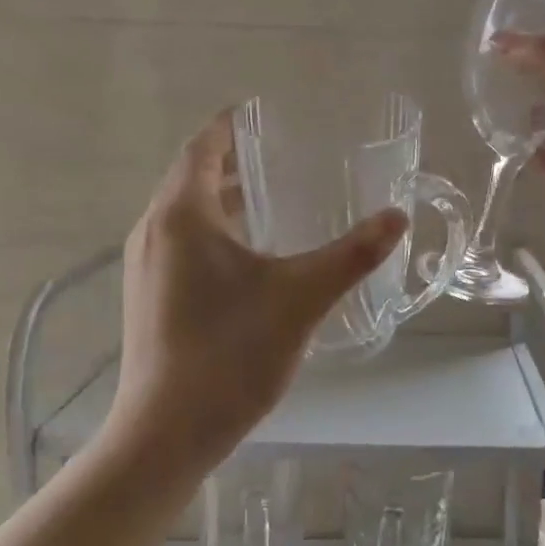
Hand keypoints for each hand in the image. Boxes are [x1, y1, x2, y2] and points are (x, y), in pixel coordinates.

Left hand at [105, 111, 407, 476]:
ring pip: (186, 214)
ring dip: (224, 198)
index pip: (202, 148)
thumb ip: (352, 254)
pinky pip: (183, 244)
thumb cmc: (230, 353)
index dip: (231, 125)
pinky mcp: (150, 298)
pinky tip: (252, 256)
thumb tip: (397, 217)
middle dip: (232, 160)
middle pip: (191, 177)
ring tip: (273, 196)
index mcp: (182, 216)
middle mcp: (154, 232)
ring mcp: (146, 268)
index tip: (263, 112)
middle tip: (283, 153)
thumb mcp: (302, 298)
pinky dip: (215, 231)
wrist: (167, 433)